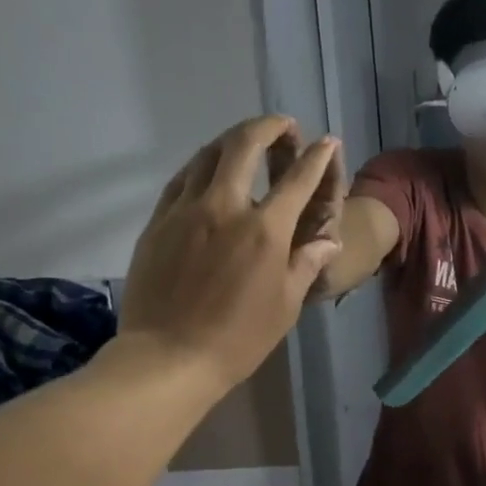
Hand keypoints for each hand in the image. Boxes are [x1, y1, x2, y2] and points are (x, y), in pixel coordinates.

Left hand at [117, 116, 341, 388]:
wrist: (167, 358)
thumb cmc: (238, 338)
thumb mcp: (286, 305)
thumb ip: (306, 264)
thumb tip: (327, 241)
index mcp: (265, 230)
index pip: (298, 179)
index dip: (318, 157)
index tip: (327, 142)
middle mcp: (225, 207)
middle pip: (244, 145)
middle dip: (269, 127)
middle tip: (284, 127)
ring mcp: (185, 211)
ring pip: (208, 155)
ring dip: (232, 140)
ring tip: (247, 142)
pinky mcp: (158, 222)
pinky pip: (182, 180)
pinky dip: (202, 166)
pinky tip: (208, 172)